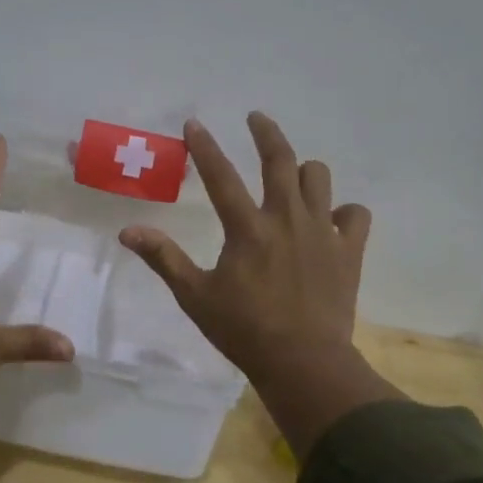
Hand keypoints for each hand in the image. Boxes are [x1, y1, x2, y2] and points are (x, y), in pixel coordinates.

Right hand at [120, 113, 394, 452]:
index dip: (204, 147)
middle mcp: (287, 219)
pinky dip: (343, 211)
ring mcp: (322, 232)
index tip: (194, 123)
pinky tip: (330, 219)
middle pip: (281, 160)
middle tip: (256, 118)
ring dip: (304, 171)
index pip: (221, 176)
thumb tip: (127, 232)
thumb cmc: (244, 331)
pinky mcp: (348, 251)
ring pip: (319, 178)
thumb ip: (164, 258)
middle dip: (266, 132)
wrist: (304, 364)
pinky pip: (354, 215)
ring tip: (292, 175)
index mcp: (248, 229)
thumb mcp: (195, 296)